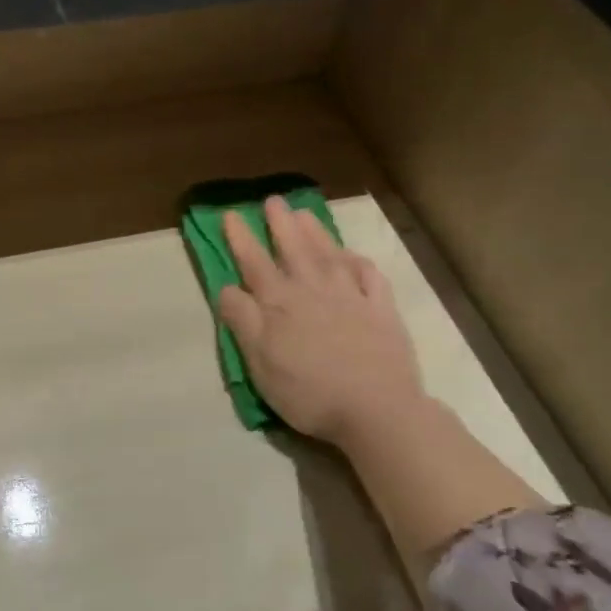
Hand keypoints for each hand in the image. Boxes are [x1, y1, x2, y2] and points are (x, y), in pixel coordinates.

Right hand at [218, 197, 425, 448]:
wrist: (376, 409)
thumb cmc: (308, 391)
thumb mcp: (260, 362)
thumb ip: (243, 321)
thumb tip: (229, 287)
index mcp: (280, 303)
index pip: (254, 262)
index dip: (241, 238)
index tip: (231, 214)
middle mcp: (314, 290)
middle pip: (294, 249)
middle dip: (281, 224)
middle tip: (273, 200)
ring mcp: (351, 297)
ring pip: (329, 255)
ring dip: (315, 233)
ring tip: (305, 214)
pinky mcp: (381, 311)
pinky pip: (370, 277)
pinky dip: (359, 263)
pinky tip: (353, 256)